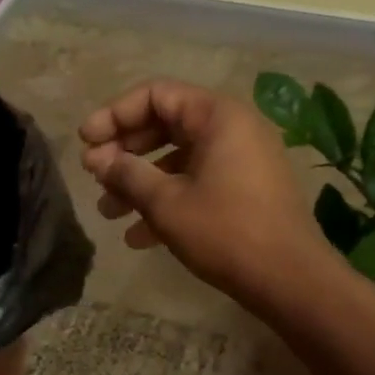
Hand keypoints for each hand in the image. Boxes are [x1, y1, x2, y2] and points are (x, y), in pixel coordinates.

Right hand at [79, 80, 323, 304]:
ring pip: (178, 160)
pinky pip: (197, 183)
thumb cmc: (225, 232)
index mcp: (218, 116)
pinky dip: (167, 201)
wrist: (289, 279)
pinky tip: (138, 238)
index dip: (114, 115)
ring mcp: (242, 161)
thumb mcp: (166, 202)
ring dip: (140, 183)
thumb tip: (98, 159)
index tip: (85, 142)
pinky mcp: (245, 191)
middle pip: (165, 125)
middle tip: (94, 176)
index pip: (155, 95)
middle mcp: (233, 129)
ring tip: (108, 212)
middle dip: (125, 152)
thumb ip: (127, 173)